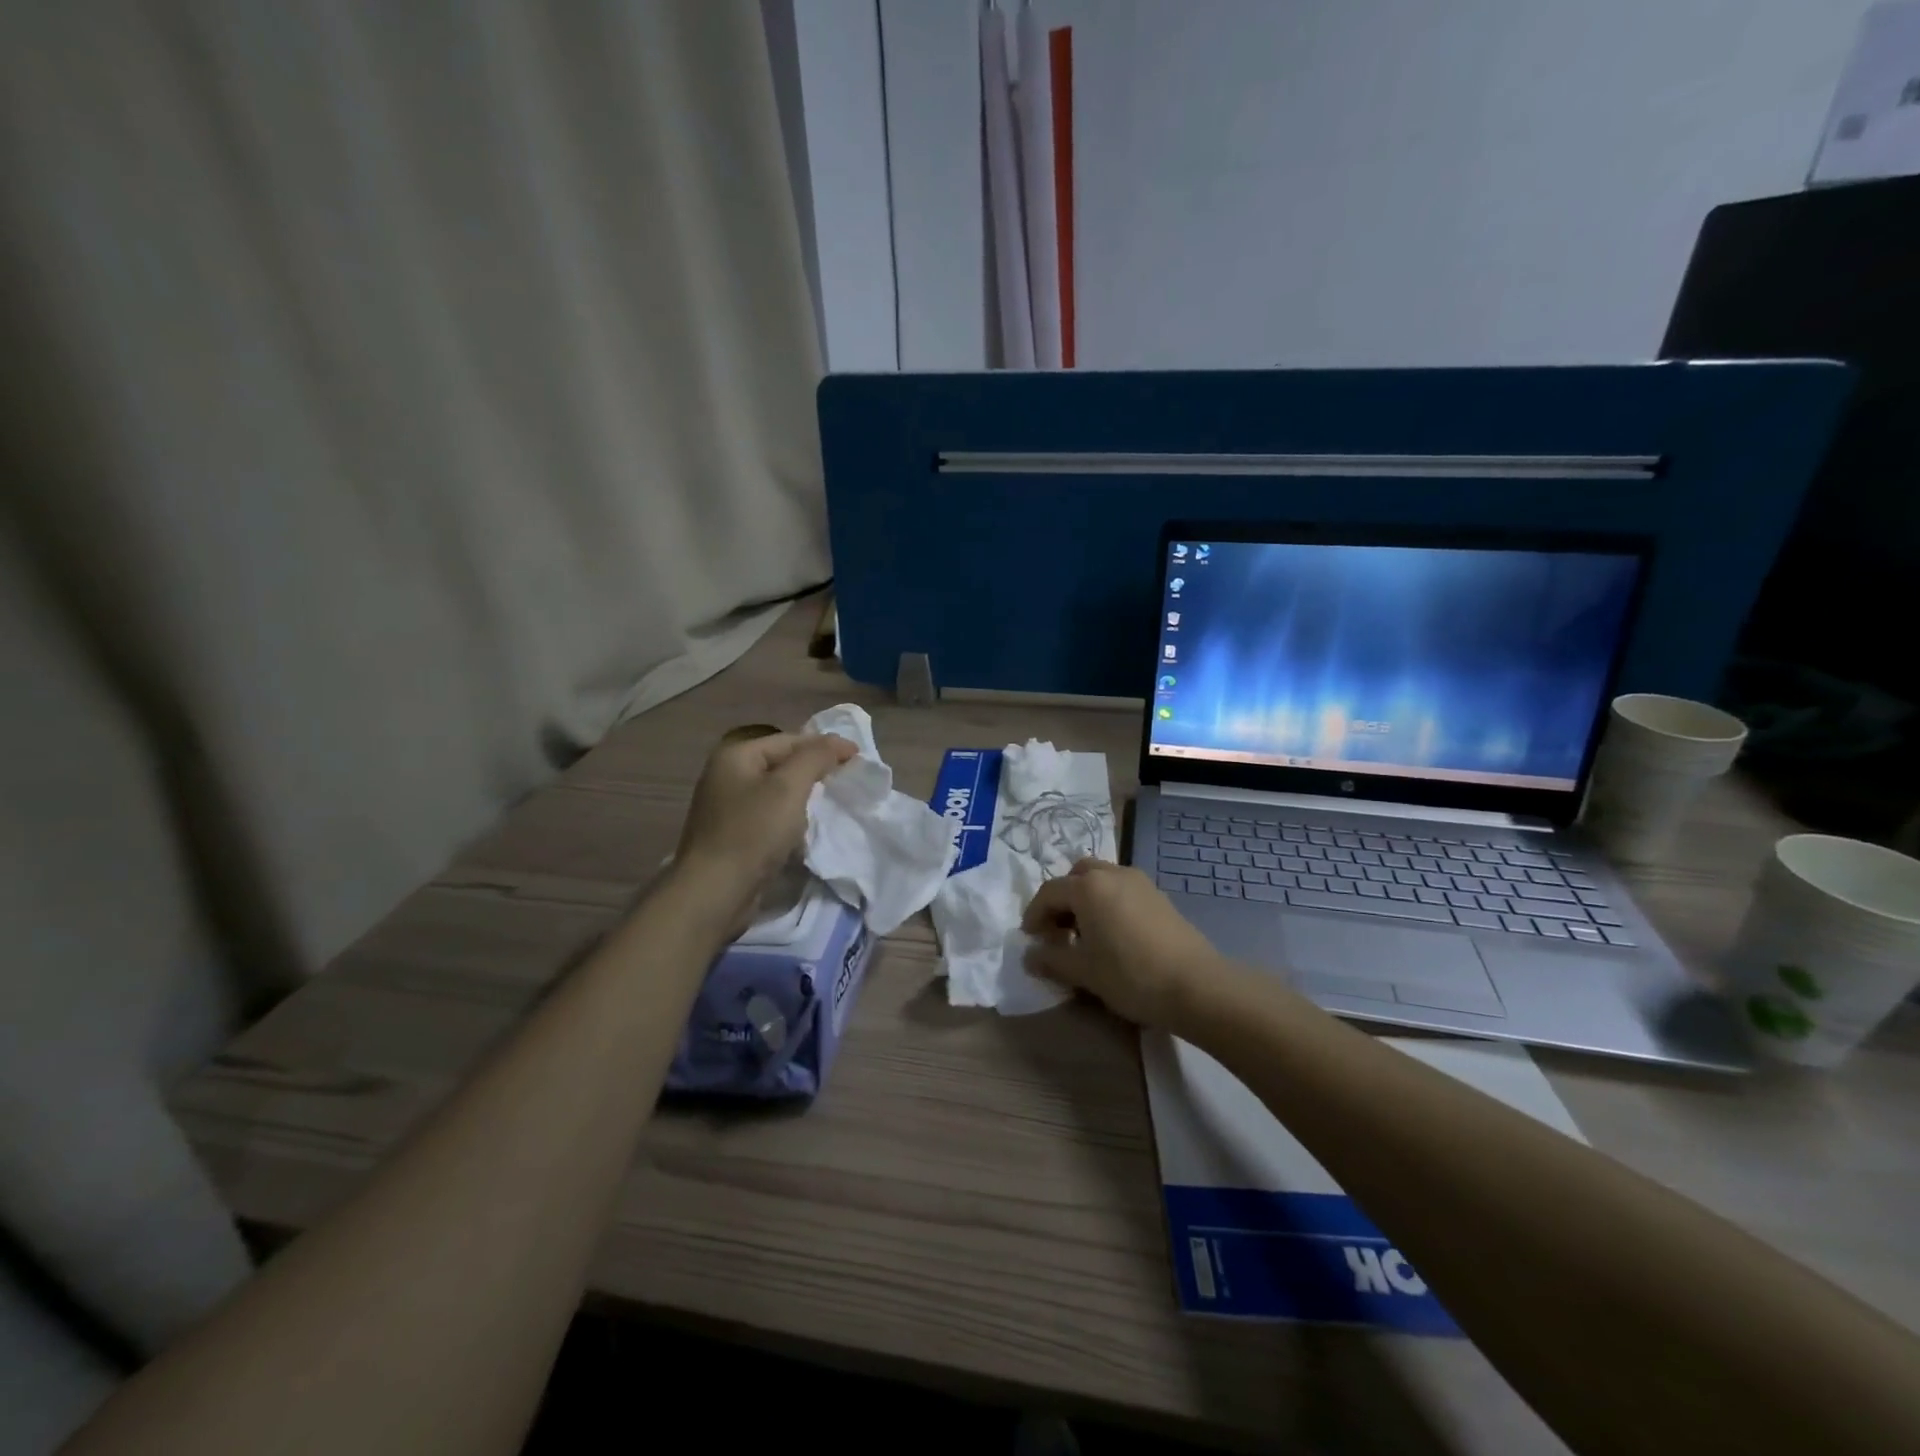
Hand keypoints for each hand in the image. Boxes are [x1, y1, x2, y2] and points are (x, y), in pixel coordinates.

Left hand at [674, 732, 856, 917]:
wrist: (715, 892)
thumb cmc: (753, 832)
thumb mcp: (789, 787)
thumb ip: (816, 757)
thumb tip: (839, 742)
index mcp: (736, 755)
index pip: (789, 740)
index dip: (825, 745)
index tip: (858, 758)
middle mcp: (726, 775)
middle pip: (781, 763)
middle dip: (815, 770)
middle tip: (847, 780)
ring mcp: (726, 807)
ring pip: (776, 791)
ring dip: (803, 795)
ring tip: (832, 803)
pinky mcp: (732, 835)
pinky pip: (768, 816)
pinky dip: (790, 817)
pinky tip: (805, 829)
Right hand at [1021, 859, 1227, 1027]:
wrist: (1196, 985)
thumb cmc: (1130, 975)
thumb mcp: (1084, 971)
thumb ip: (1052, 959)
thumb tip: (1030, 955)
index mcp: (1088, 886)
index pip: (1049, 892)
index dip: (1034, 915)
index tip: (1030, 940)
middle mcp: (1112, 874)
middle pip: (1076, 876)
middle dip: (1061, 899)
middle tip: (1057, 931)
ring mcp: (1139, 882)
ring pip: (1101, 879)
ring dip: (1086, 899)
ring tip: (1085, 935)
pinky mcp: (1159, 896)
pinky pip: (1122, 890)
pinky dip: (1108, 903)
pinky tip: (1113, 936)